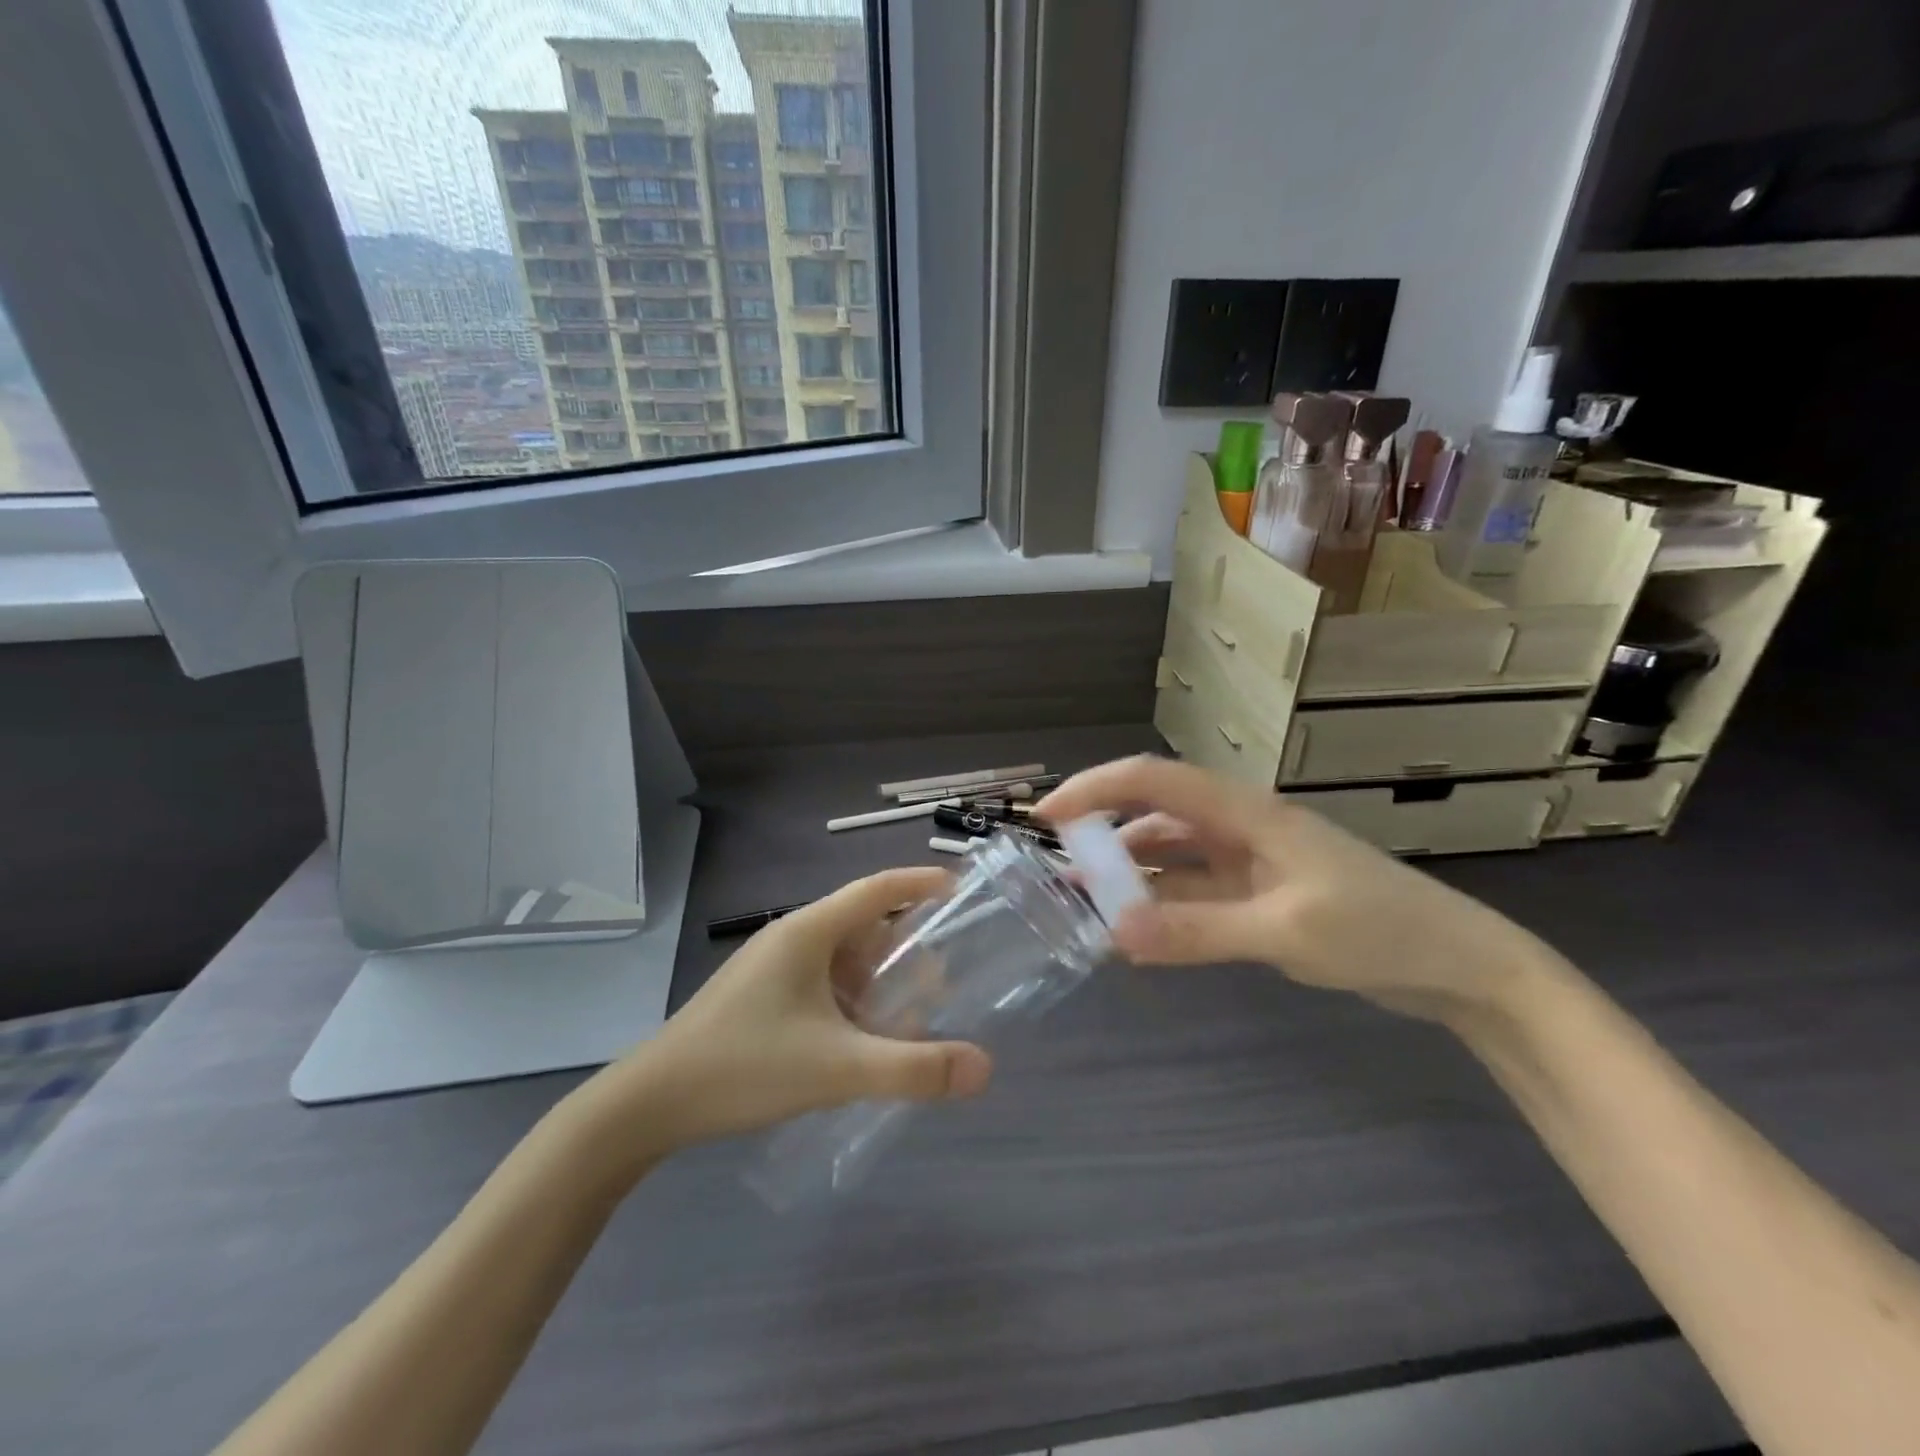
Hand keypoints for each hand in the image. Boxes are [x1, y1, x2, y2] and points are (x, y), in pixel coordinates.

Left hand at [602, 868, 993, 1155]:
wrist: (648, 1103)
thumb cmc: (745, 1067)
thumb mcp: (838, 1069)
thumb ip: (914, 1069)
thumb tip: (984, 1068)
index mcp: (809, 932)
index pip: (877, 888)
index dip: (921, 882)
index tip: (962, 889)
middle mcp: (791, 937)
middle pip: (863, 924)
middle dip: (906, 947)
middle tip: (944, 978)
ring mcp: (771, 966)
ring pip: (841, 957)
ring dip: (877, 978)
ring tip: (910, 1015)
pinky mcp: (759, 995)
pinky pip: (820, 982)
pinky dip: (851, 999)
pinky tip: (862, 1039)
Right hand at [1037, 757, 1543, 1020]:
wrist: (1462, 965)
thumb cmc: (1380, 930)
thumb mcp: (1285, 930)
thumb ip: (1197, 931)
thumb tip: (1112, 932)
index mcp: (1246, 813)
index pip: (1154, 781)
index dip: (1095, 789)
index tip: (1046, 816)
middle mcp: (1240, 827)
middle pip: (1155, 812)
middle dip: (1102, 830)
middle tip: (1056, 865)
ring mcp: (1250, 861)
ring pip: (1170, 854)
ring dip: (1128, 871)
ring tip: (1085, 900)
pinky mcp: (1259, 895)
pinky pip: (1193, 891)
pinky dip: (1160, 904)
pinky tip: (1137, 929)